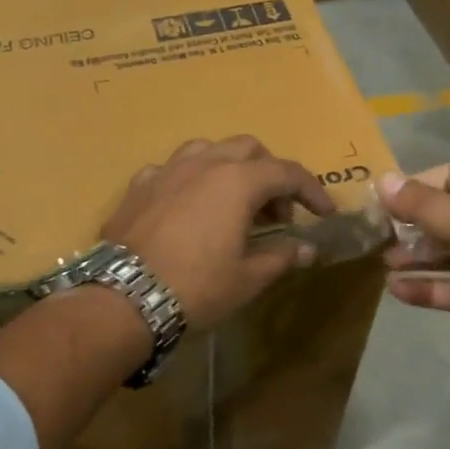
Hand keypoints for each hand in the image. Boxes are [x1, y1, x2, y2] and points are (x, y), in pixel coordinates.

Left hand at [104, 136, 334, 330]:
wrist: (124, 299)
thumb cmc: (196, 288)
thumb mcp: (247, 278)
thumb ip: (281, 257)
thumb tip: (307, 249)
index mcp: (237, 181)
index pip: (287, 173)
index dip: (312, 191)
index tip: (324, 213)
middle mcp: (203, 164)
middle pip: (248, 149)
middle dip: (270, 174)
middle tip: (276, 214)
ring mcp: (166, 170)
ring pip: (207, 150)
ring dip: (230, 169)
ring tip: (233, 203)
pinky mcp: (138, 186)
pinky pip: (172, 170)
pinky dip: (191, 182)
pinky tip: (188, 208)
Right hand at [379, 164, 449, 384]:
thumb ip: (426, 206)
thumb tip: (382, 180)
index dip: (419, 185)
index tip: (383, 200)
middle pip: (449, 217)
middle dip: (413, 224)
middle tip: (378, 235)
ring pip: (449, 254)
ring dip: (416, 256)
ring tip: (384, 262)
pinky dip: (426, 287)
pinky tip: (397, 289)